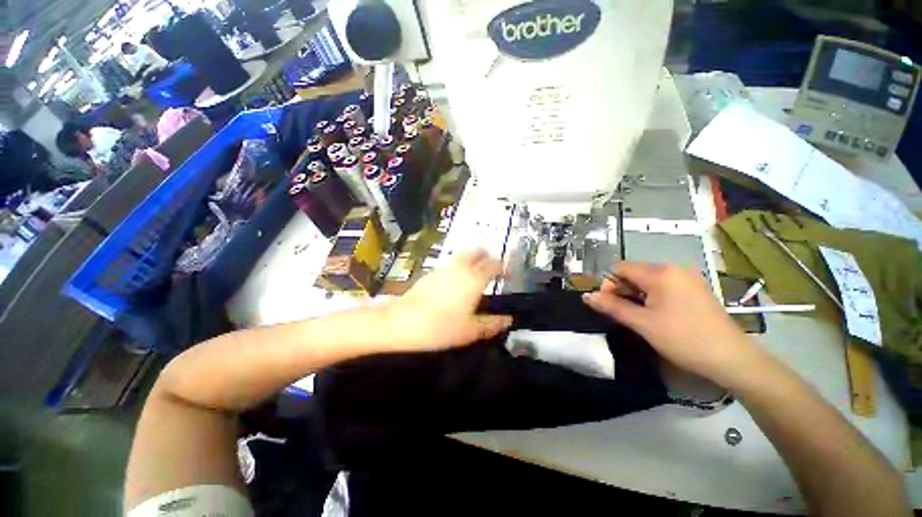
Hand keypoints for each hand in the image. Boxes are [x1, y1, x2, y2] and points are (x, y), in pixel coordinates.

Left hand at [379, 249, 512, 351]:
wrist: (402, 322)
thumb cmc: (440, 327)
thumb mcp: (470, 330)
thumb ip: (491, 324)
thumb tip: (508, 320)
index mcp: (474, 279)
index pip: (494, 264)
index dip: (503, 266)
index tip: (506, 275)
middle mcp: (460, 268)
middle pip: (478, 251)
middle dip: (487, 256)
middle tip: (492, 270)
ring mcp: (444, 267)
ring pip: (463, 255)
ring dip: (472, 259)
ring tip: (475, 275)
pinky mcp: (431, 272)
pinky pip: (450, 262)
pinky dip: (458, 265)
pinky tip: (456, 282)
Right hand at [583, 262, 764, 385]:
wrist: (731, 358)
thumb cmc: (683, 338)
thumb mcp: (642, 323)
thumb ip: (611, 306)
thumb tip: (586, 296)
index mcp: (660, 272)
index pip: (621, 267)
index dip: (608, 283)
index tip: (608, 304)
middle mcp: (674, 268)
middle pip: (635, 272)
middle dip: (622, 289)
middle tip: (624, 313)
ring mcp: (687, 277)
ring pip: (648, 279)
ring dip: (637, 294)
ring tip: (640, 316)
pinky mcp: (695, 288)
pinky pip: (664, 285)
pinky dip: (653, 296)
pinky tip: (657, 314)